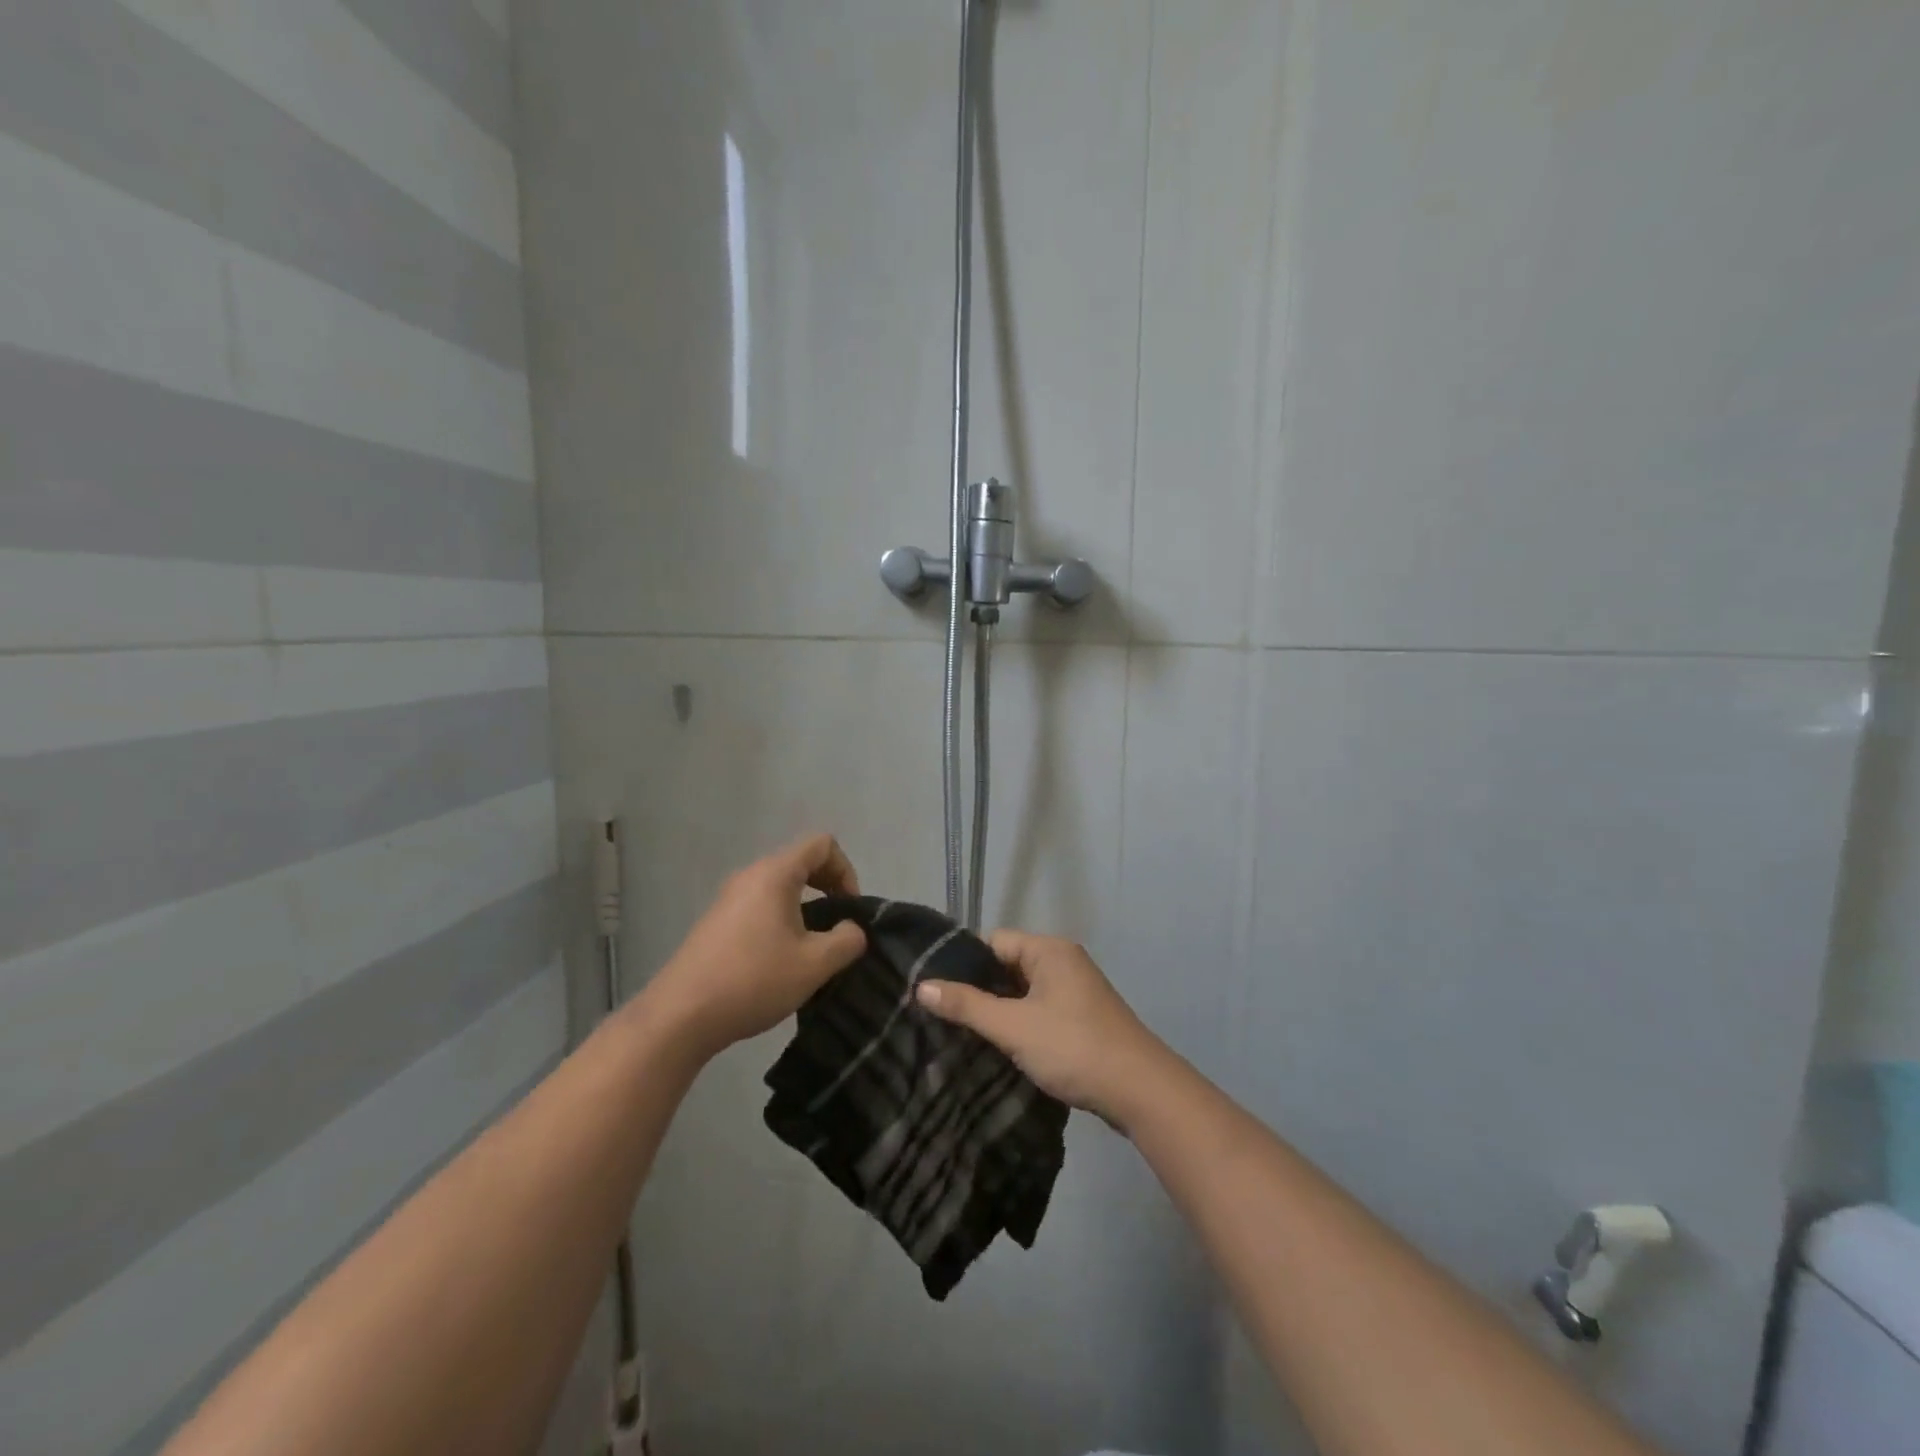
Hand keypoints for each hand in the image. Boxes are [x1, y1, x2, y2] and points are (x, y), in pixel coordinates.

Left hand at [647, 834, 866, 1056]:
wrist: (680, 1015)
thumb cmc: (753, 981)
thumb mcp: (814, 964)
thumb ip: (847, 940)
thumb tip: (851, 930)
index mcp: (775, 874)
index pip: (822, 844)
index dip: (846, 871)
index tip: (849, 910)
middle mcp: (750, 876)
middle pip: (800, 862)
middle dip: (828, 889)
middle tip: (838, 928)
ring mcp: (728, 898)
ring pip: (779, 887)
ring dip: (805, 909)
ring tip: (811, 950)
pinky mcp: (716, 922)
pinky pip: (759, 906)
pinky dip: (780, 920)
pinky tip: (780, 962)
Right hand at [915, 931, 1170, 1129]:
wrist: (1140, 1090)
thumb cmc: (1073, 1047)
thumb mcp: (1013, 1026)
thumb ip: (967, 1005)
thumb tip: (921, 986)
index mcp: (1049, 950)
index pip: (993, 941)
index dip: (963, 963)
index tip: (934, 989)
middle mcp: (1063, 961)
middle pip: (1007, 966)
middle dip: (978, 990)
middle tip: (942, 1015)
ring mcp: (1075, 991)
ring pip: (1022, 992)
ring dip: (998, 1011)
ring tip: (961, 1033)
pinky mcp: (1081, 1018)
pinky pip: (1038, 1011)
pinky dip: (1019, 1024)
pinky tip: (997, 1047)